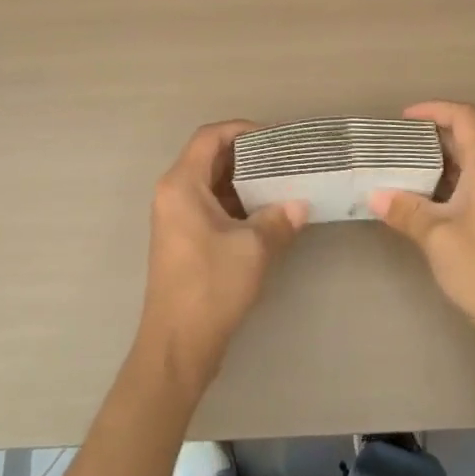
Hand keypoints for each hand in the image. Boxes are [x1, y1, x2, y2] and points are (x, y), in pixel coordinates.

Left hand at [134, 121, 308, 398]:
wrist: (177, 346)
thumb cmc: (211, 286)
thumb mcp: (253, 249)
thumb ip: (279, 219)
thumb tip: (301, 204)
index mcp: (182, 184)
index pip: (209, 137)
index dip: (241, 129)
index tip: (274, 138)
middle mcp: (173, 193)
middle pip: (210, 157)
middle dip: (248, 156)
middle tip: (284, 160)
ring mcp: (175, 217)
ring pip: (212, 183)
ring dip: (244, 181)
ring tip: (281, 184)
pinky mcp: (183, 239)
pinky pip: (210, 205)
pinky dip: (236, 203)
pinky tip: (266, 214)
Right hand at [370, 101, 474, 352]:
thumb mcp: (438, 236)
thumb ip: (405, 211)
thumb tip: (373, 195)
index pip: (465, 118)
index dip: (434, 109)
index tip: (402, 120)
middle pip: (464, 139)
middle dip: (427, 136)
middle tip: (391, 146)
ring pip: (463, 167)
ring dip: (431, 164)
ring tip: (395, 171)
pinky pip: (464, 191)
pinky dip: (438, 188)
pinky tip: (414, 205)